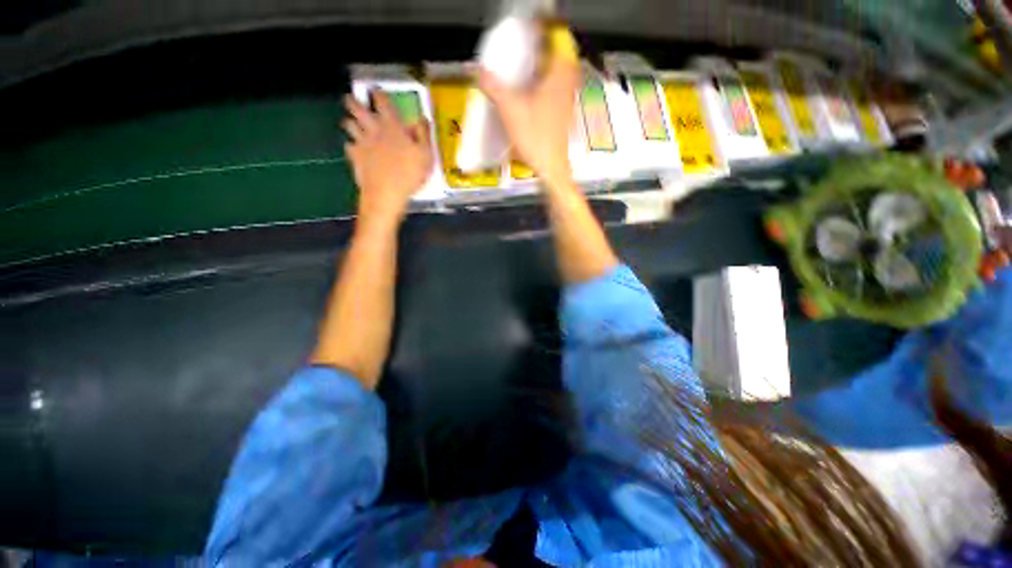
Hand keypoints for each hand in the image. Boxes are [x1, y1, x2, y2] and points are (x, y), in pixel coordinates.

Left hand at [343, 93, 433, 228]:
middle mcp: (373, 130)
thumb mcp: (426, 155)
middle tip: (350, 98)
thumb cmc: (409, 174)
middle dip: (353, 101)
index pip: (382, 102)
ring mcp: (361, 143)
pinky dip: (350, 144)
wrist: (386, 193)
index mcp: (392, 126)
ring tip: (350, 121)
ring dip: (349, 121)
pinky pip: (348, 146)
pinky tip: (353, 147)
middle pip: (357, 108)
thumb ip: (424, 135)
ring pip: (349, 125)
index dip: (379, 94)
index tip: (377, 90)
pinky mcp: (355, 157)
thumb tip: (422, 118)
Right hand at [478, 29, 579, 186]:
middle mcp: (567, 83)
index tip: (530, 22)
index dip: (544, 25)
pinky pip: (558, 87)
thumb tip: (477, 70)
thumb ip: (493, 87)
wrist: (551, 168)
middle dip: (545, 43)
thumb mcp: (510, 110)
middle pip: (560, 52)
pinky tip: (533, 90)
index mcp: (558, 74)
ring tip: (529, 62)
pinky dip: (547, 81)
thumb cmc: (535, 139)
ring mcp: (568, 99)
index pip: (556, 35)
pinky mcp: (564, 113)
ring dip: (547, 62)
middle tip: (527, 42)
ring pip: (561, 70)